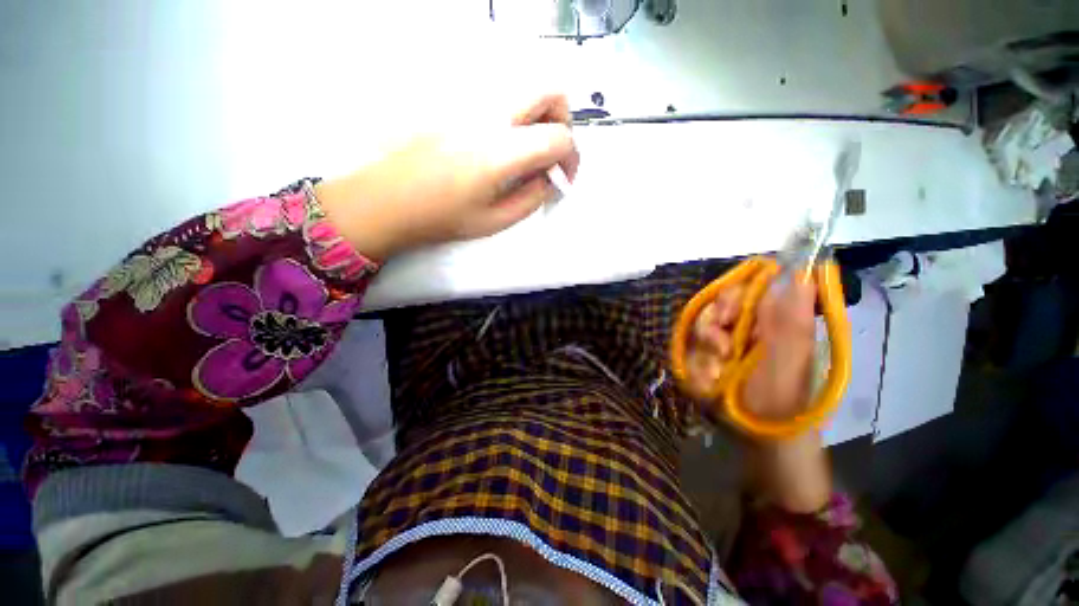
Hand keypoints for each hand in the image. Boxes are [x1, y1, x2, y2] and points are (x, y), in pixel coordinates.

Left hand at [316, 93, 579, 260]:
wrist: (389, 198)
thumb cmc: (442, 217)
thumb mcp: (495, 221)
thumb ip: (532, 198)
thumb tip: (550, 179)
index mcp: (501, 152)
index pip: (558, 136)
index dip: (571, 158)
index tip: (563, 179)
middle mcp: (490, 116)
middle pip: (548, 90)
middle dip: (563, 121)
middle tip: (552, 154)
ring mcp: (471, 103)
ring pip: (524, 87)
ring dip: (540, 114)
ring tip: (530, 149)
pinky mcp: (457, 102)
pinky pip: (501, 95)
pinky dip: (517, 114)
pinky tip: (504, 143)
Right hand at [687, 277, 830, 511]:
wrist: (763, 438)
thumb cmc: (782, 397)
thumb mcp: (791, 356)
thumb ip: (793, 316)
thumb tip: (804, 273)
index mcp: (771, 321)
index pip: (743, 291)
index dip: (728, 298)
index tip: (724, 317)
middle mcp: (747, 329)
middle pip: (714, 310)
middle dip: (710, 329)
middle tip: (721, 351)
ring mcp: (726, 347)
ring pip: (700, 332)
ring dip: (704, 354)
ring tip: (716, 376)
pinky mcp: (711, 363)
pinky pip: (693, 354)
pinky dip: (698, 369)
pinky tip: (709, 384)